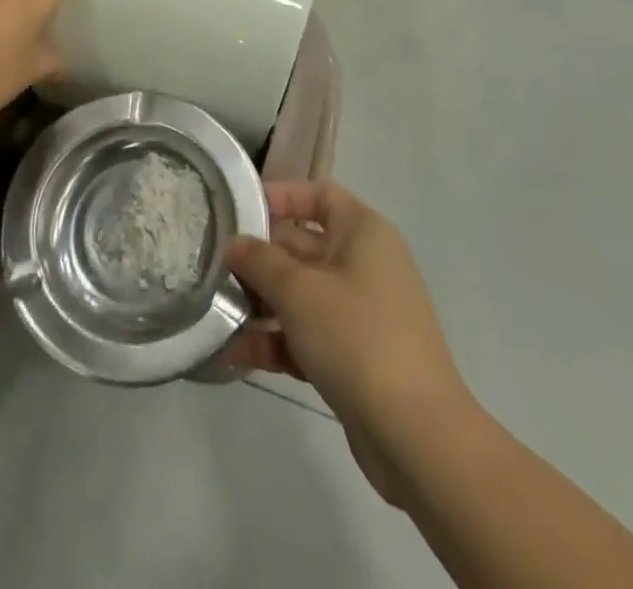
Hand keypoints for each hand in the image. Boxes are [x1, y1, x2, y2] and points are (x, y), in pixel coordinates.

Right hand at [225, 182, 472, 507]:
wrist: (418, 437)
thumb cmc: (357, 338)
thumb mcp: (298, 291)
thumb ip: (260, 260)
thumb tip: (235, 244)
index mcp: (363, 233)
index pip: (318, 194)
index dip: (280, 196)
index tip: (238, 210)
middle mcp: (365, 264)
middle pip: (302, 246)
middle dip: (259, 259)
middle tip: (214, 267)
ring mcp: (361, 312)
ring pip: (301, 294)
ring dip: (261, 304)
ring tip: (219, 315)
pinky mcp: (355, 356)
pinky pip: (308, 334)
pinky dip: (277, 341)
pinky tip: (236, 354)